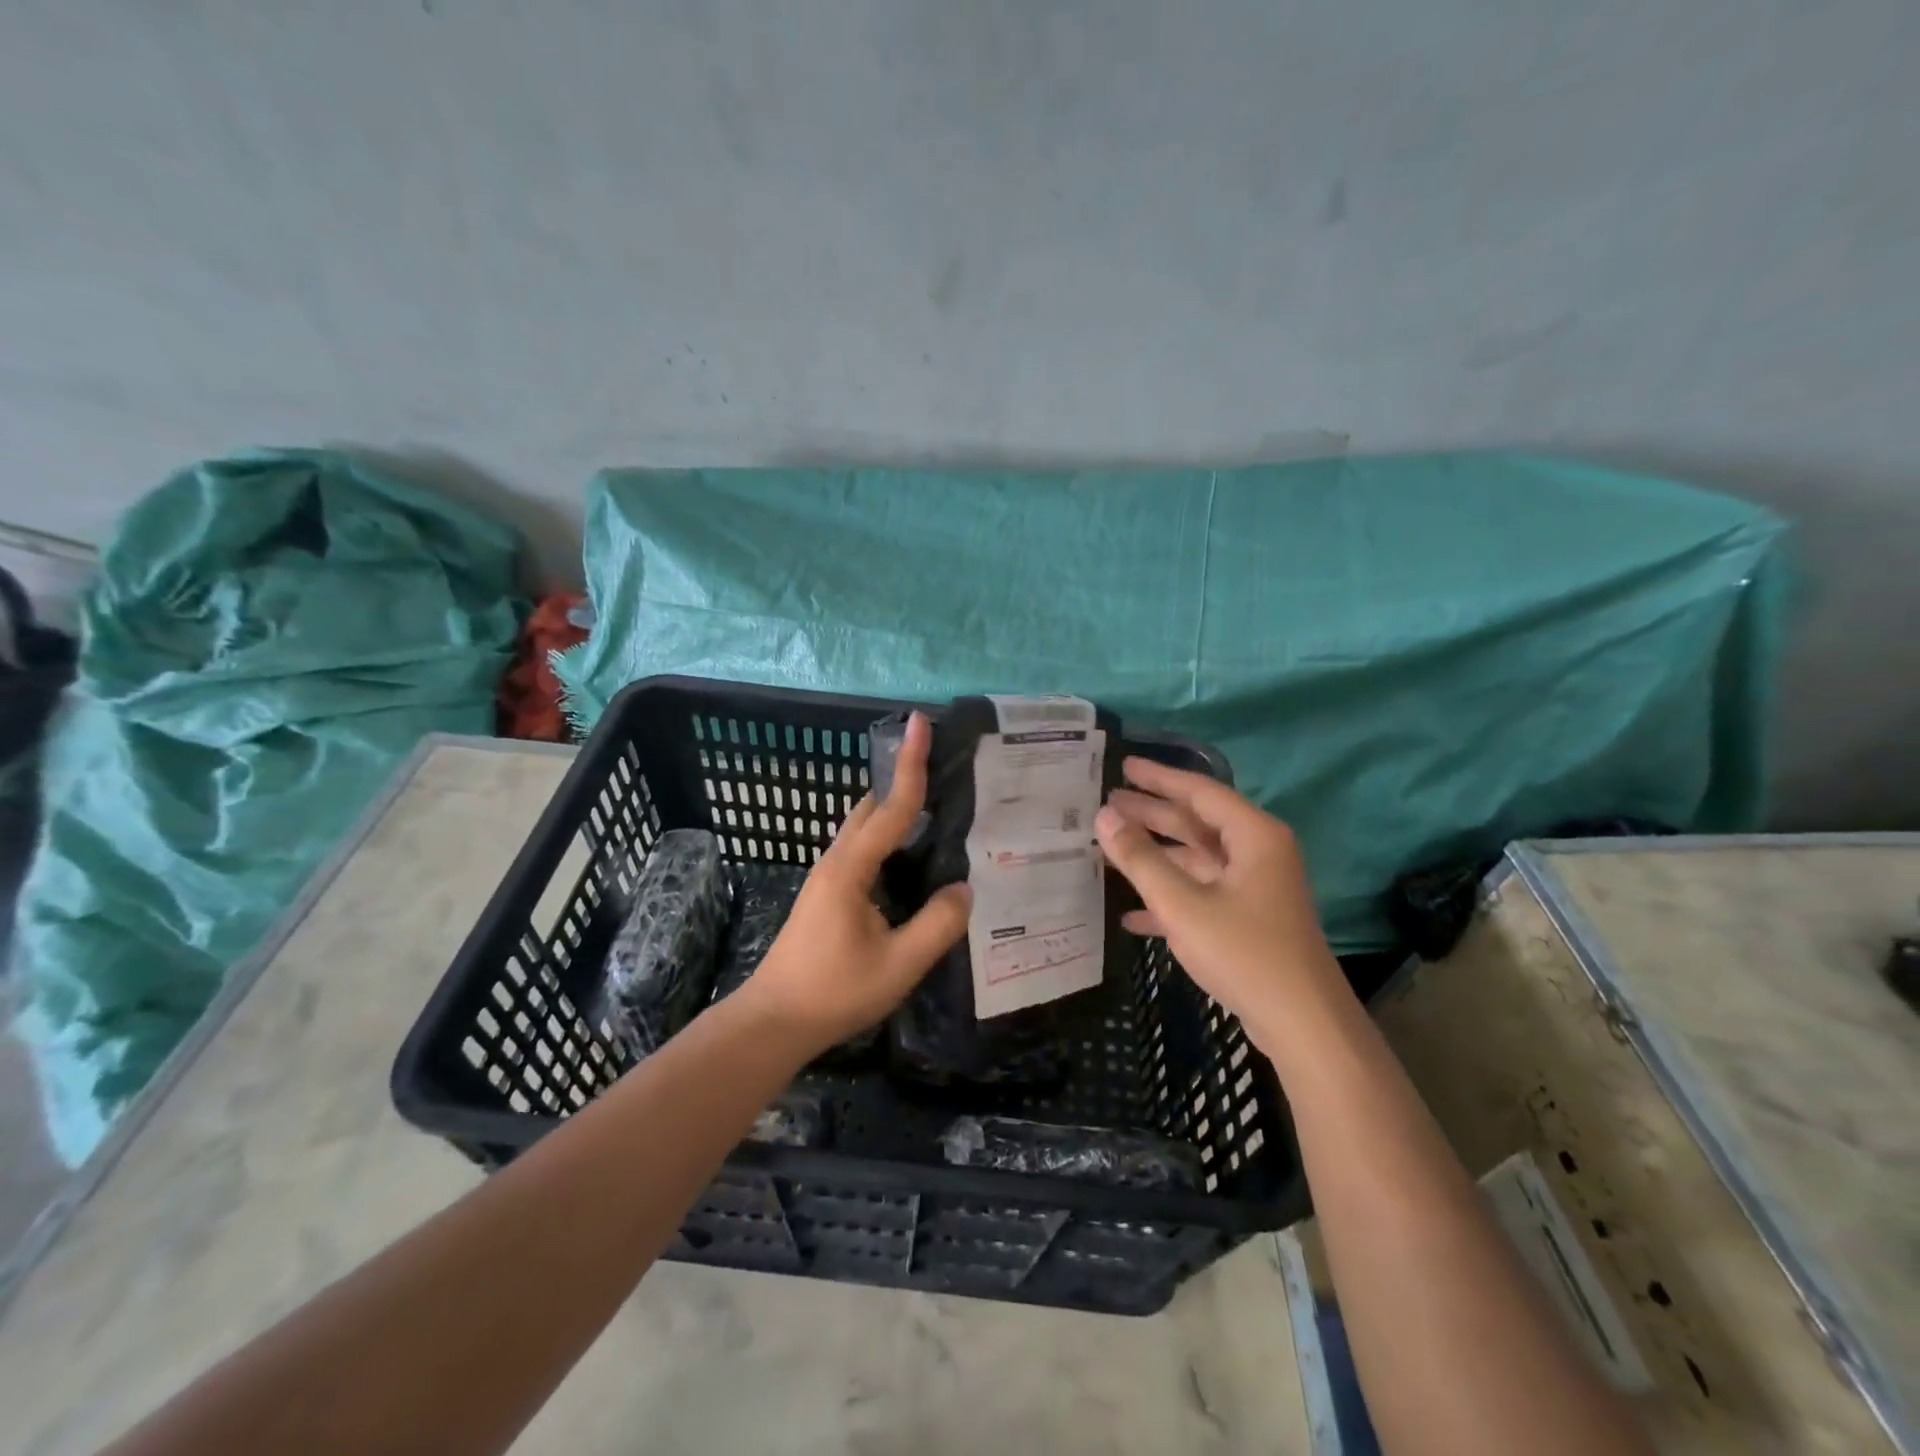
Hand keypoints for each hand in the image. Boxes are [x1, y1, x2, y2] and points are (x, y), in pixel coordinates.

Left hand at [745, 712, 970, 1052]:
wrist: (774, 1021)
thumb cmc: (834, 991)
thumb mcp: (898, 964)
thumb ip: (938, 925)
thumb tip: (965, 889)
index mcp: (851, 868)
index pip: (891, 806)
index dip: (911, 764)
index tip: (919, 722)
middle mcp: (837, 861)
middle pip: (872, 807)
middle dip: (903, 781)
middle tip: (945, 771)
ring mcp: (828, 877)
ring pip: (865, 829)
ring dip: (895, 811)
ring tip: (938, 811)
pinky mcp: (828, 894)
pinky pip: (863, 850)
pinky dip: (889, 838)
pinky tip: (912, 861)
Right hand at [1095, 758, 1339, 1038]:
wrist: (1303, 1025)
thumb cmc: (1244, 951)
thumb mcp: (1182, 903)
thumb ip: (1140, 858)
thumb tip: (1104, 816)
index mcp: (1253, 836)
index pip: (1199, 792)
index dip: (1159, 777)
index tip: (1124, 765)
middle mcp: (1258, 853)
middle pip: (1197, 823)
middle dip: (1152, 814)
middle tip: (1108, 800)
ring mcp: (1254, 888)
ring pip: (1196, 860)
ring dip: (1155, 856)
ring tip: (1110, 847)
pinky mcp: (1249, 919)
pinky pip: (1202, 894)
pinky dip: (1170, 898)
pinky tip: (1131, 915)